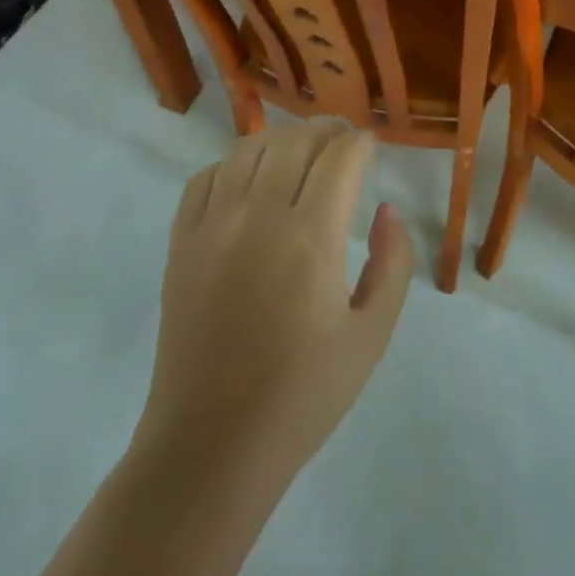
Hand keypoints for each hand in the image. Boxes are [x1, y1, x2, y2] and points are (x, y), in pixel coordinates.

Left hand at [138, 117, 413, 480]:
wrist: (212, 445)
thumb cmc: (303, 395)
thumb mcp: (371, 336)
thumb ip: (393, 265)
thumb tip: (387, 211)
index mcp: (311, 238)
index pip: (340, 158)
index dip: (360, 142)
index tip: (370, 144)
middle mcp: (259, 217)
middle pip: (293, 142)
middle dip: (324, 131)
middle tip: (341, 140)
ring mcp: (213, 226)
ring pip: (247, 150)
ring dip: (280, 140)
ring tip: (298, 152)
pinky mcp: (181, 243)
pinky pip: (205, 178)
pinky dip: (231, 164)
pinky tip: (247, 180)